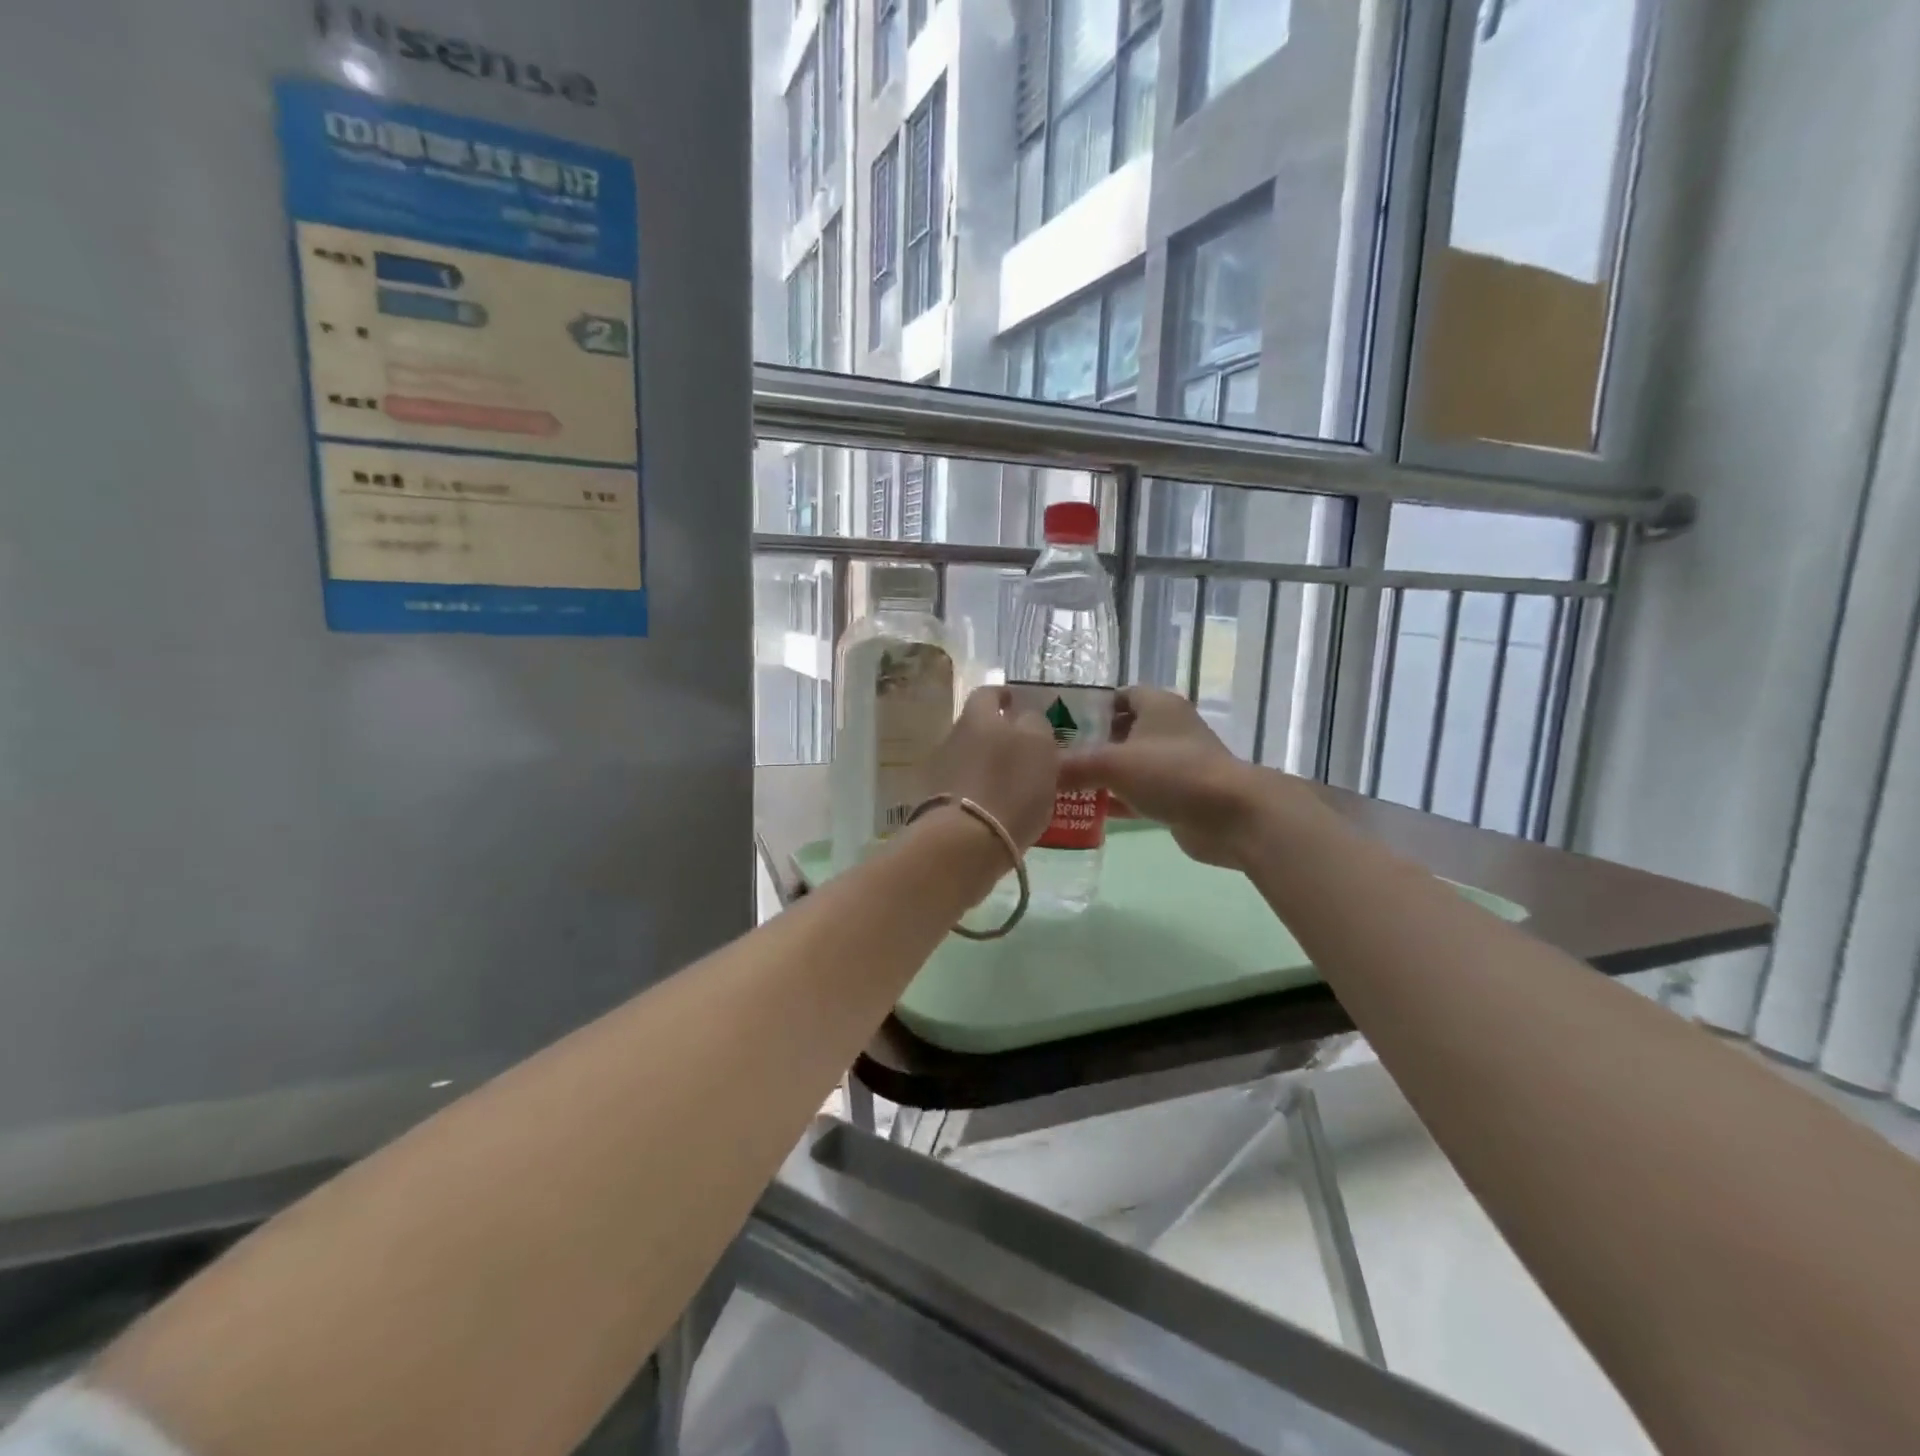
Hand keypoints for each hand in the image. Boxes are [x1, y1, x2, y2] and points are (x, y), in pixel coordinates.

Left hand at [926, 686, 1059, 848]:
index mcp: (978, 716)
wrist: (965, 841)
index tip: (1016, 702)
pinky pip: (967, 789)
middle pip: (979, 728)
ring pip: (973, 759)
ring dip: (992, 766)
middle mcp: (954, 737)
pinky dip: (983, 793)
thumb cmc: (1009, 785)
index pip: (989, 693)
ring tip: (1018, 784)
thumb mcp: (1039, 746)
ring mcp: (941, 772)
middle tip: (1027, 749)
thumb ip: (1036, 726)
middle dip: (1000, 735)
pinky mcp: (938, 804)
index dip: (1004, 696)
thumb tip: (1027, 720)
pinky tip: (1000, 809)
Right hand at [1058, 686, 1272, 867]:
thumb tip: (1038, 774)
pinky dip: (1116, 801)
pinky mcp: (1178, 796)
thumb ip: (1073, 766)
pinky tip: (1085, 812)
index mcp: (1157, 705)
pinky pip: (1138, 794)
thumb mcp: (1114, 764)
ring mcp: (1174, 764)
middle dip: (1089, 744)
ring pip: (1129, 765)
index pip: (1118, 695)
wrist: (1231, 816)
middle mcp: (1167, 730)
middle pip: (1120, 730)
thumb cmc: (1172, 773)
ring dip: (1101, 776)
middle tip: (1053, 758)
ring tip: (1061, 785)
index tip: (1057, 722)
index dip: (1088, 706)